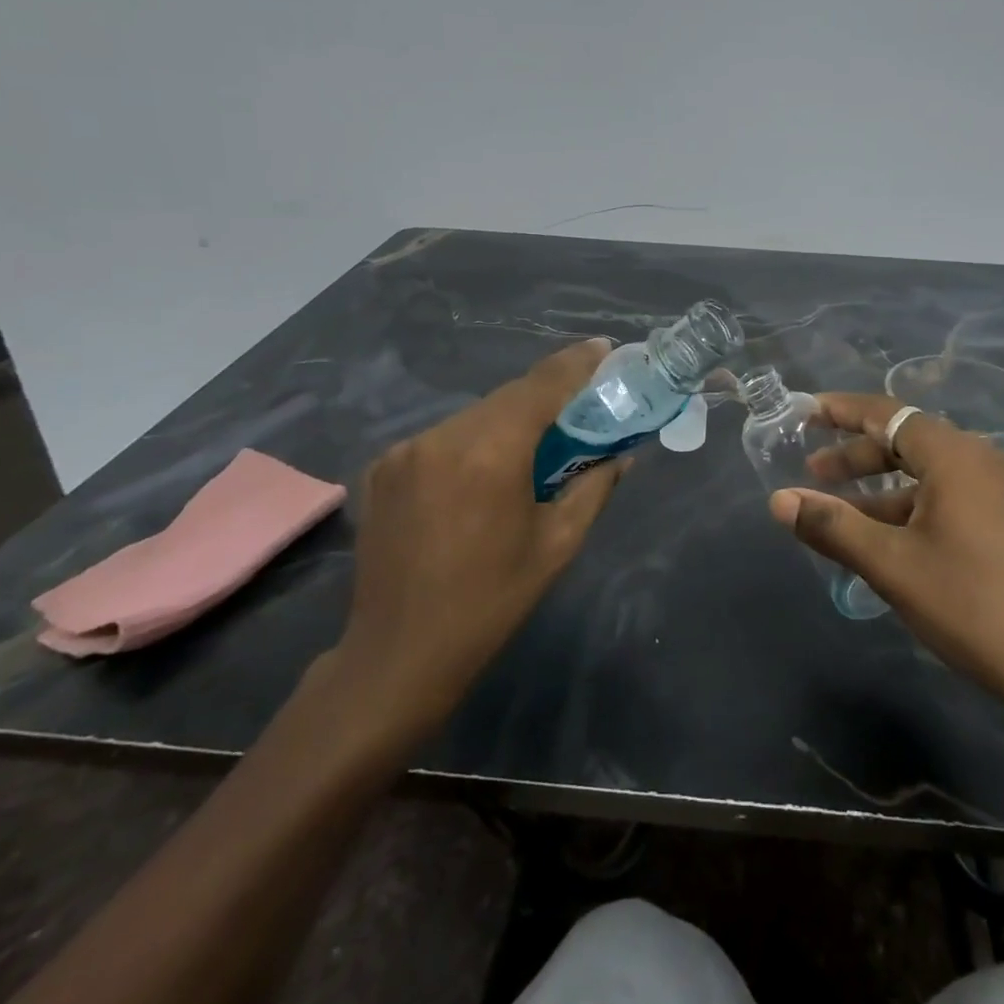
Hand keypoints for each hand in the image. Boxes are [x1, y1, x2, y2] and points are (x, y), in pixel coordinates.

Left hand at [332, 339, 626, 732]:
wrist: (398, 655)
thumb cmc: (491, 602)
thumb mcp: (558, 544)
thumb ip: (594, 486)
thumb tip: (621, 455)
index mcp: (491, 453)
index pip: (542, 385)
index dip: (577, 363)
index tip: (605, 349)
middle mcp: (443, 437)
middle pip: (508, 397)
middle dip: (547, 395)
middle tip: (580, 405)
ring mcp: (405, 450)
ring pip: (474, 416)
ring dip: (508, 421)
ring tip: (533, 445)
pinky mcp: (383, 467)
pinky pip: (442, 438)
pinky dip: (471, 442)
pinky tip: (482, 472)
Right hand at [771, 393, 1003, 727]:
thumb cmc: (973, 605)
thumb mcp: (892, 565)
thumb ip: (832, 526)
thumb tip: (778, 500)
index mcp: (955, 455)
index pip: (887, 414)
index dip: (842, 410)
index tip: (805, 412)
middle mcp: (983, 460)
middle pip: (907, 442)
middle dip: (857, 455)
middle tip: (813, 472)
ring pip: (929, 475)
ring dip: (882, 489)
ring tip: (841, 512)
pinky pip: (951, 498)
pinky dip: (912, 508)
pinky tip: (890, 540)